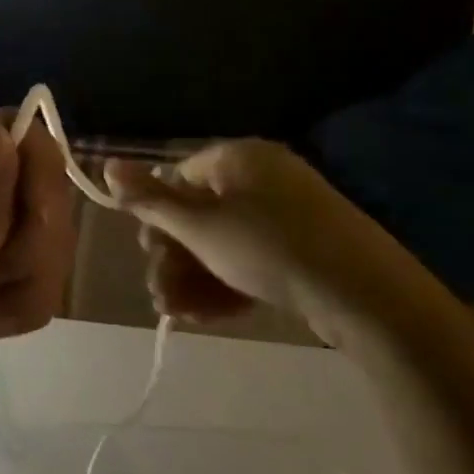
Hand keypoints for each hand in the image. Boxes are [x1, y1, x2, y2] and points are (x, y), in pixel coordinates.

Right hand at [103, 139, 414, 346]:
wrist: (366, 295)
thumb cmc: (270, 249)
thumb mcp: (201, 226)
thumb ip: (151, 199)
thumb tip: (107, 164)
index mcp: (237, 158)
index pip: (180, 177)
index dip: (158, 216)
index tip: (148, 253)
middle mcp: (261, 177)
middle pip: (199, 213)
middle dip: (174, 257)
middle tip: (160, 294)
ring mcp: (287, 213)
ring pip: (223, 242)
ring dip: (194, 277)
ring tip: (177, 313)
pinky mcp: (304, 248)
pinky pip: (252, 257)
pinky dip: (227, 283)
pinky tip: (208, 316)